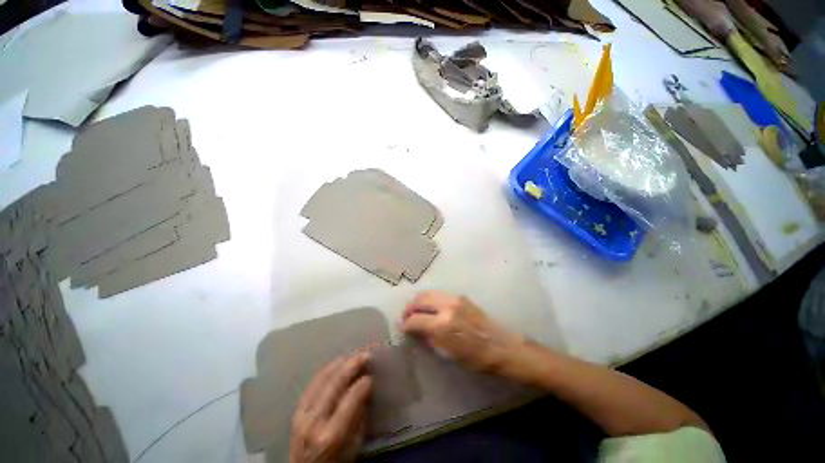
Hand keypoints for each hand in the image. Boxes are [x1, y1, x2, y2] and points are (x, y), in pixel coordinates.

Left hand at [289, 354, 371, 462]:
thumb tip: (368, 386)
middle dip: (354, 364)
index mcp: (332, 434)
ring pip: (323, 377)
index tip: (373, 376)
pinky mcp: (297, 409)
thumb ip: (361, 415)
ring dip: (341, 362)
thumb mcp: (354, 445)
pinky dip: (328, 369)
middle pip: (336, 382)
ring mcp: (302, 413)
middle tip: (367, 354)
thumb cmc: (336, 461)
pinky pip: (314, 381)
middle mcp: (315, 420)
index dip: (364, 383)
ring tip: (354, 356)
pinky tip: (338, 363)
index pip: (351, 398)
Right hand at [400, 291, 522, 373]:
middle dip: (409, 307)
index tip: (403, 327)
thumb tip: (417, 330)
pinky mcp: (461, 297)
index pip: (415, 319)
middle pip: (420, 300)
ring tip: (416, 310)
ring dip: (419, 301)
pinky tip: (431, 307)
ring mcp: (455, 299)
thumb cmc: (476, 358)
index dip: (406, 324)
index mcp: (442, 325)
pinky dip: (431, 299)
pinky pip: (440, 294)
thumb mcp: (449, 353)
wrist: (502, 346)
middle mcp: (446, 307)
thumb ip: (430, 338)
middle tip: (406, 316)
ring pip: (429, 293)